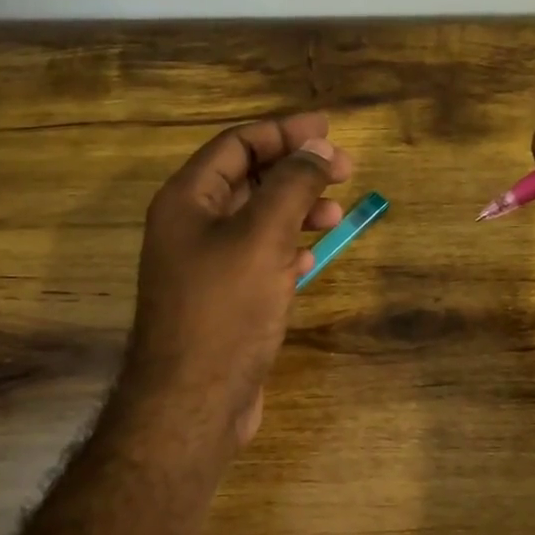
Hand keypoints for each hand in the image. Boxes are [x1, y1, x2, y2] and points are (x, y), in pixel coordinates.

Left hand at [125, 113, 350, 447]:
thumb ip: (292, 185)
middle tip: (346, 170)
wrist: (193, 404)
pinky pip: (259, 256)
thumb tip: (319, 148)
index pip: (237, 144)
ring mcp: (206, 264)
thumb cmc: (225, 310)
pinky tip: (310, 257)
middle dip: (297, 170)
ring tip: (335, 216)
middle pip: (250, 178)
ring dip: (297, 209)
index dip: (283, 132)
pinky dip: (287, 247)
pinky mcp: (223, 298)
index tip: (329, 130)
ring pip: (258, 219)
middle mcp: (191, 225)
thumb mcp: (262, 236)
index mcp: (188, 200)